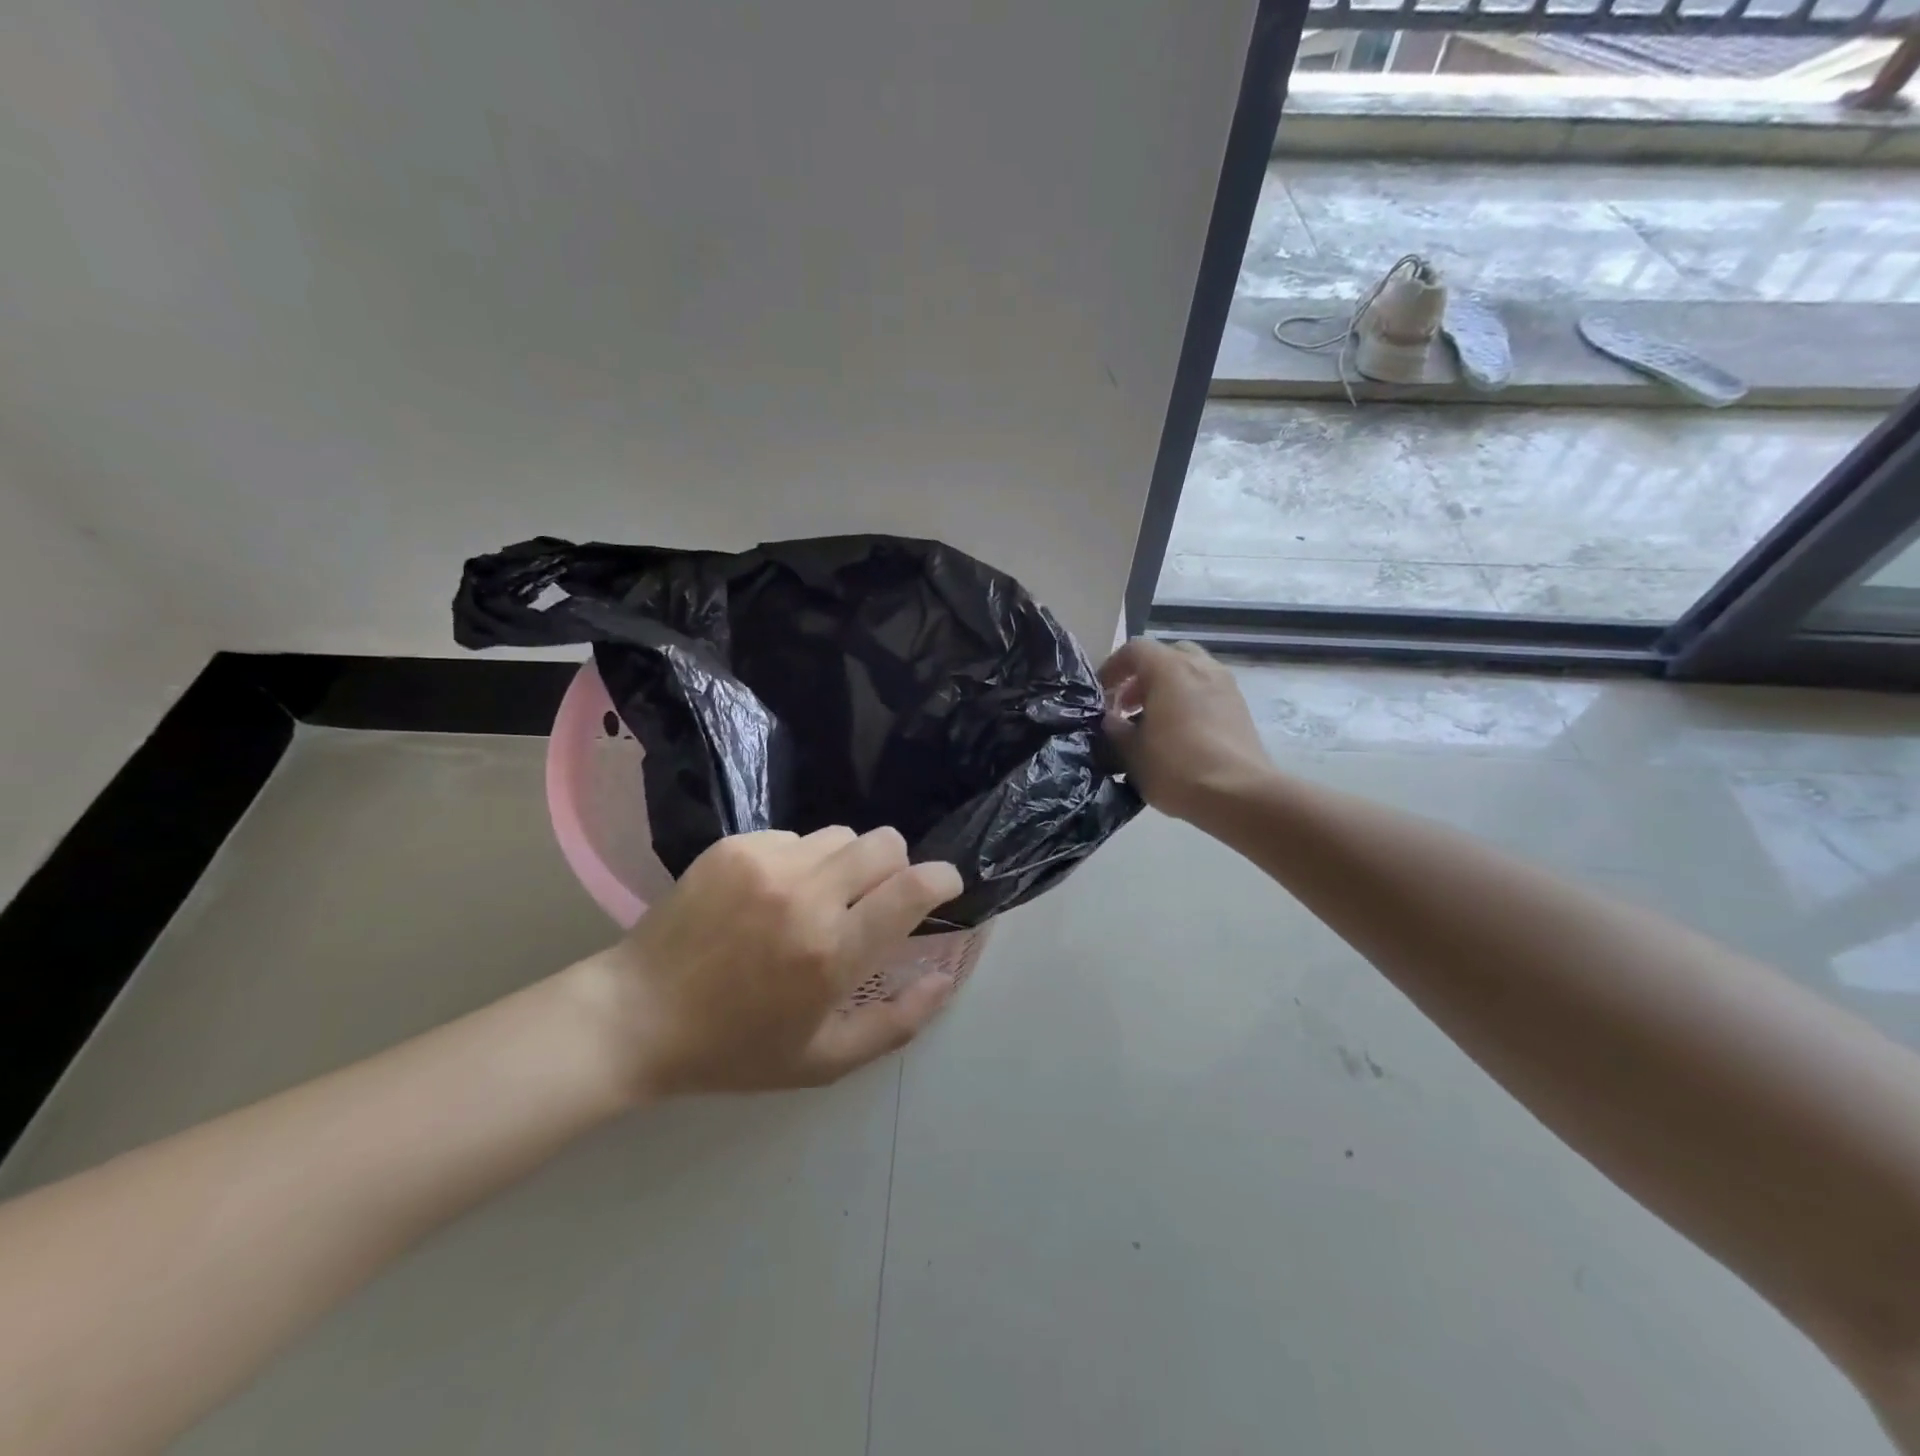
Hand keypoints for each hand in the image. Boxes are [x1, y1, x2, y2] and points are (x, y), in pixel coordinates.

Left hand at [582, 827, 963, 1097]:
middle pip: (885, 843)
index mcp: (832, 952)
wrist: (636, 1016)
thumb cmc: (735, 1048)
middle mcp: (806, 895)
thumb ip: (896, 1022)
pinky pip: (794, 837)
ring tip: (816, 900)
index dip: (942, 878)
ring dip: (845, 864)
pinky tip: (769, 896)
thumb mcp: (823, 1060)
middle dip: (894, 868)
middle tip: (872, 901)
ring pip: (841, 836)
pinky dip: (799, 861)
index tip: (945, 886)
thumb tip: (945, 977)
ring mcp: (766, 863)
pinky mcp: (734, 846)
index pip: (913, 888)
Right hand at [1098, 639, 1272, 823]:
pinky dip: (1188, 704)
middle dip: (1143, 677)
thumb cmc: (1176, 767)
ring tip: (1152, 725)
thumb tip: (1112, 720)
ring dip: (1167, 691)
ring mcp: (1226, 686)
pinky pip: (1207, 694)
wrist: (1239, 795)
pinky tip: (1179, 737)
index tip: (1101, 694)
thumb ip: (1115, 729)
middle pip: (1166, 656)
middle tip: (1128, 706)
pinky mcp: (1241, 709)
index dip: (1113, 668)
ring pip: (1190, 675)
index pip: (1135, 649)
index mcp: (1169, 668)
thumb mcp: (1131, 752)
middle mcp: (1201, 667)